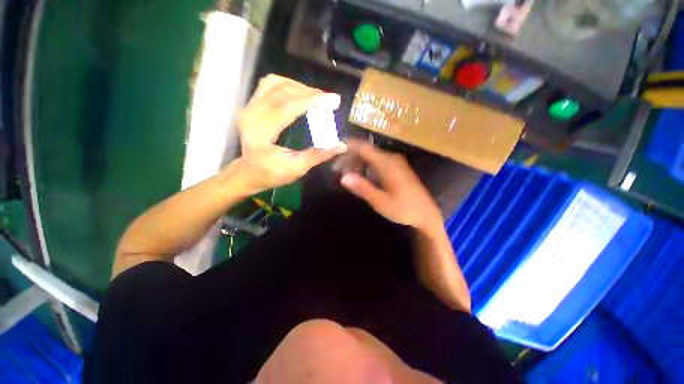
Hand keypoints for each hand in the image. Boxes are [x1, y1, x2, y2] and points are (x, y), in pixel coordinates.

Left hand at [234, 74, 345, 193]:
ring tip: (316, 97)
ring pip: (275, 83)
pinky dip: (287, 85)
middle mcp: (252, 114)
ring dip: (299, 87)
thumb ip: (318, 155)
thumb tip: (341, 146)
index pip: (288, 107)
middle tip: (329, 100)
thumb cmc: (271, 174)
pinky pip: (269, 85)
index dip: (312, 100)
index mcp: (261, 132)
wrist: (248, 173)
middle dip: (310, 92)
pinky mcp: (251, 105)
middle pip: (283, 91)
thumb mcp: (296, 168)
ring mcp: (249, 107)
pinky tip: (299, 94)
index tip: (333, 99)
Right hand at [340, 139, 442, 231]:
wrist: (426, 214)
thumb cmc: (404, 209)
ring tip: (345, 173)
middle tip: (337, 169)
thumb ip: (362, 188)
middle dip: (350, 157)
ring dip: (357, 163)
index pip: (364, 148)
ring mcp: (395, 163)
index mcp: (387, 164)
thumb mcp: (380, 202)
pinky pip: (377, 163)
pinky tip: (360, 176)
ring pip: (371, 157)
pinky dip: (366, 167)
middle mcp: (391, 159)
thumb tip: (343, 177)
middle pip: (366, 151)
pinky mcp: (397, 169)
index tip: (334, 150)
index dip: (348, 146)